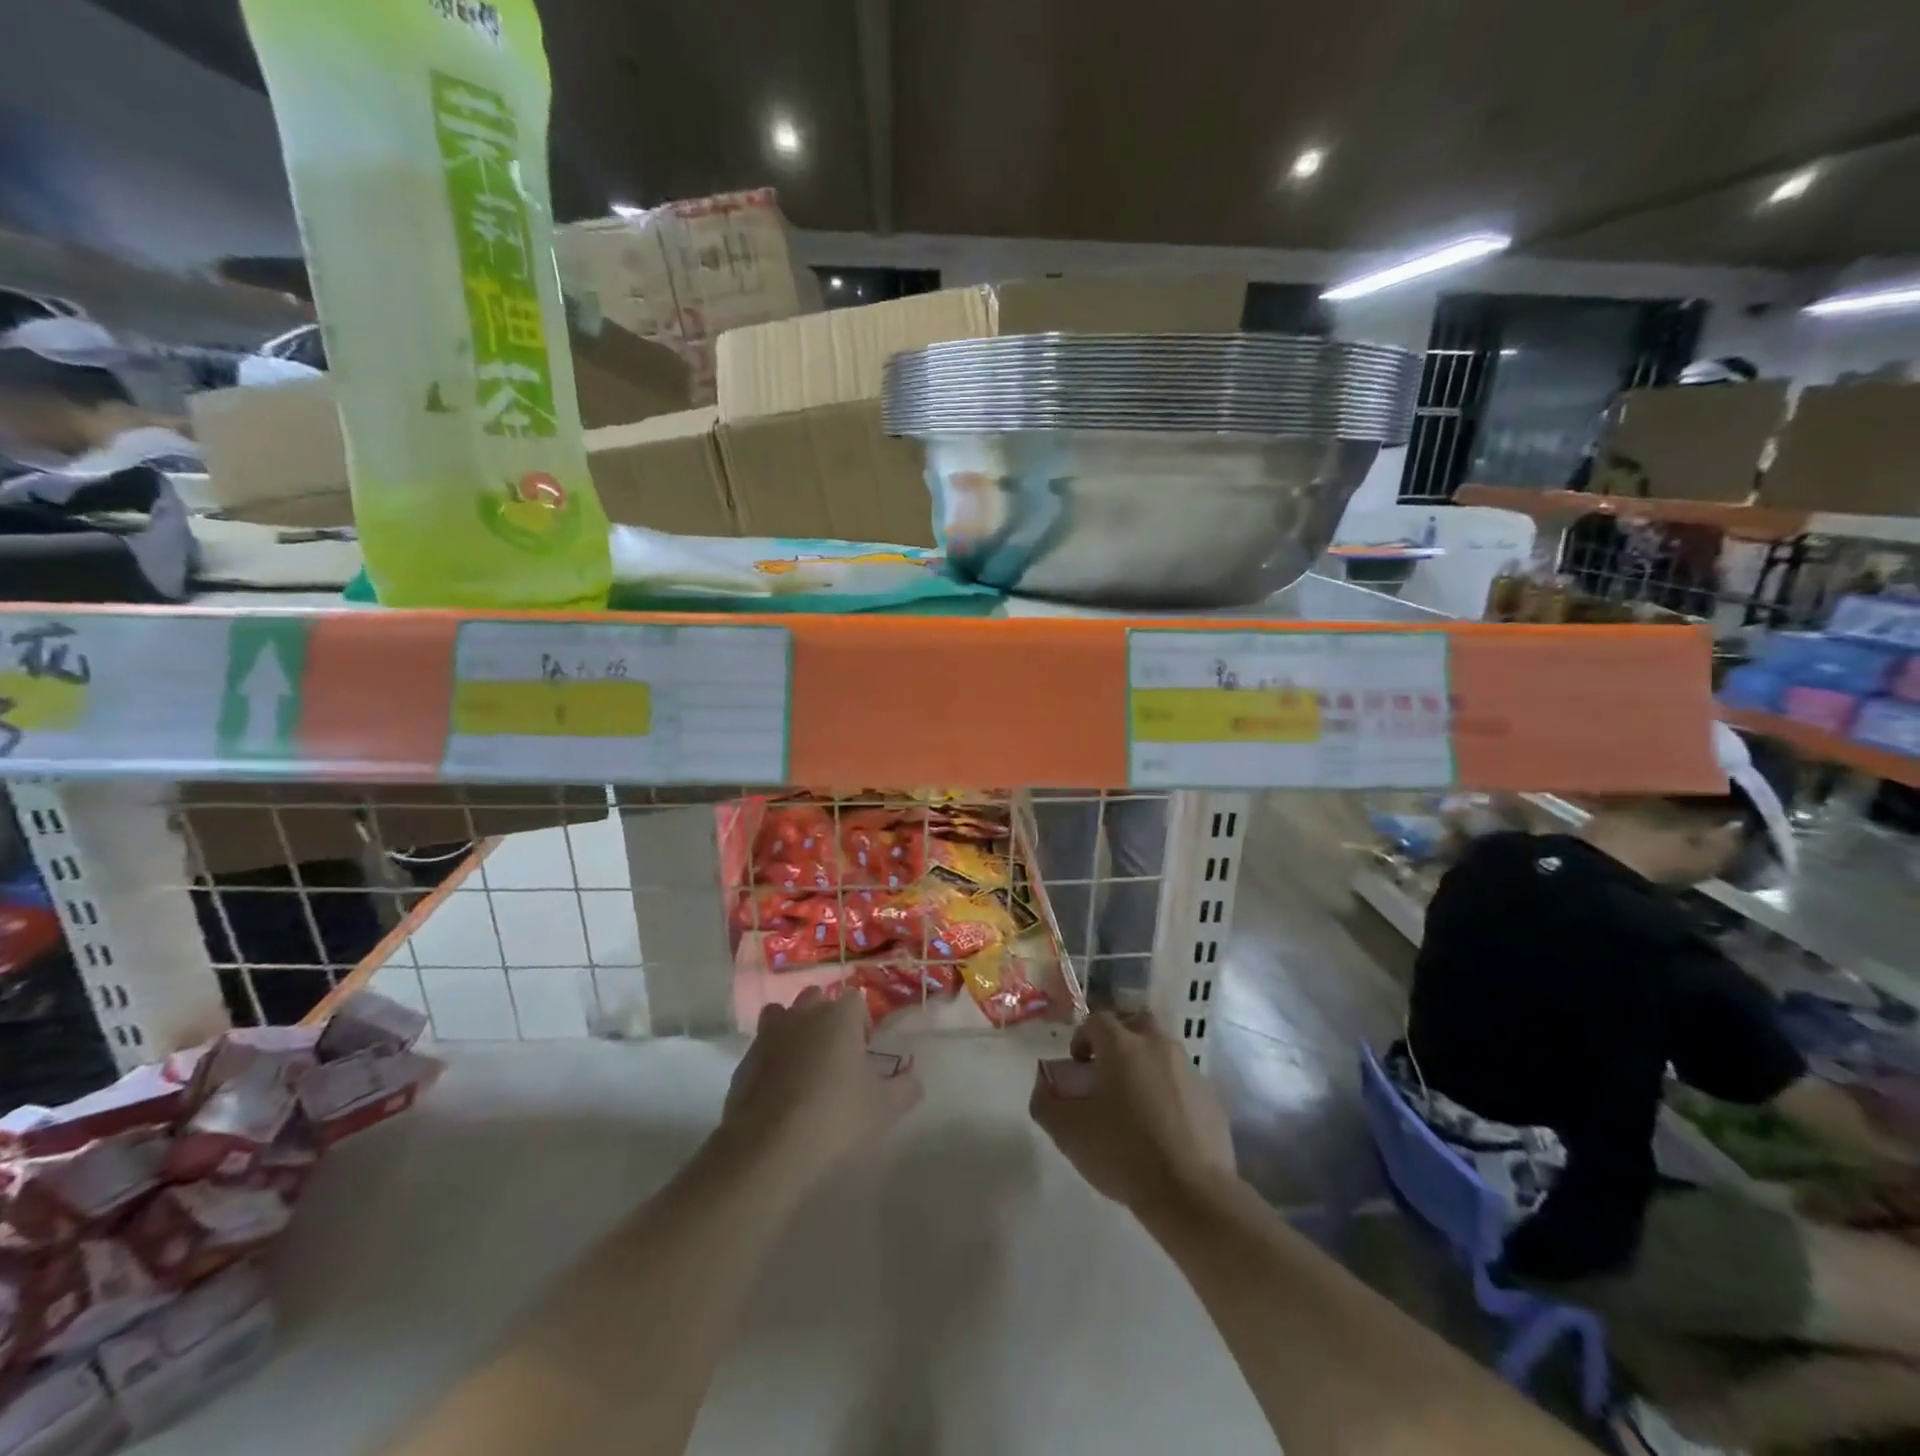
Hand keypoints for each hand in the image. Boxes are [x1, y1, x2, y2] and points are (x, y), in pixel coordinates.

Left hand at [721, 988, 922, 1191]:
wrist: (769, 1148)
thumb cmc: (836, 1117)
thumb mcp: (885, 1108)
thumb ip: (906, 1087)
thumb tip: (914, 1077)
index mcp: (839, 1016)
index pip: (855, 1000)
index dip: (862, 1023)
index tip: (865, 1053)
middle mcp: (803, 1014)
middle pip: (817, 999)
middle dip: (827, 1018)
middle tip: (837, 1056)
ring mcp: (769, 1034)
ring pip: (783, 1015)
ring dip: (794, 1030)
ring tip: (804, 1066)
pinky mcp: (745, 1061)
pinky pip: (762, 1048)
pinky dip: (771, 1059)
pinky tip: (779, 1092)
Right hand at [1029, 1011, 1235, 1213]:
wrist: (1192, 1195)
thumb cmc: (1124, 1153)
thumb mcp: (1069, 1132)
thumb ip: (1046, 1102)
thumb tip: (1044, 1085)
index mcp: (1122, 1045)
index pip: (1097, 1020)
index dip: (1083, 1038)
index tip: (1078, 1067)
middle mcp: (1157, 1045)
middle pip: (1135, 1023)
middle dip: (1119, 1038)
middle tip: (1108, 1071)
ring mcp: (1189, 1070)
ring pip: (1162, 1050)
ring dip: (1146, 1063)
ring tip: (1135, 1101)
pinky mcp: (1212, 1098)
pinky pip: (1183, 1081)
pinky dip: (1170, 1090)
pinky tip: (1163, 1125)